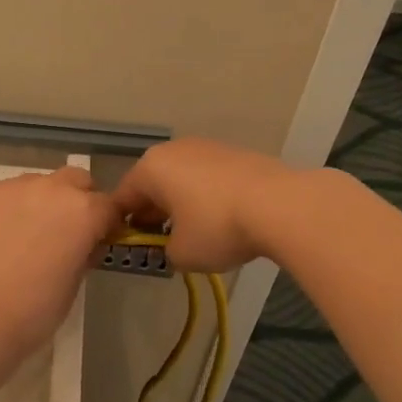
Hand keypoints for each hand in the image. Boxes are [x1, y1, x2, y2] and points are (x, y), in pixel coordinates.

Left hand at [0, 166, 117, 356]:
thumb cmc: (34, 310)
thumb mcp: (74, 282)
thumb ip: (84, 251)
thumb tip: (84, 242)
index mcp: (82, 210)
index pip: (108, 206)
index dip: (106, 224)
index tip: (98, 241)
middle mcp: (49, 189)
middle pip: (75, 181)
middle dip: (77, 200)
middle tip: (64, 233)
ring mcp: (10, 188)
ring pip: (36, 184)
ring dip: (40, 202)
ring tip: (25, 236)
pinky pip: (3, 195)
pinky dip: (7, 210)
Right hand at [110, 138, 298, 272]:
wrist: (280, 205)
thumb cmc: (217, 227)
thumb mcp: (181, 254)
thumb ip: (165, 251)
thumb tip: (174, 246)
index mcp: (150, 169)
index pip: (122, 198)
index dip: (120, 225)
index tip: (128, 248)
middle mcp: (174, 150)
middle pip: (152, 185)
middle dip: (152, 213)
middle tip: (159, 243)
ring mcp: (207, 148)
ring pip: (182, 180)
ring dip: (181, 204)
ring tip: (194, 233)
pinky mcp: (236, 154)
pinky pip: (208, 179)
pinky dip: (207, 198)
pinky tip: (222, 221)